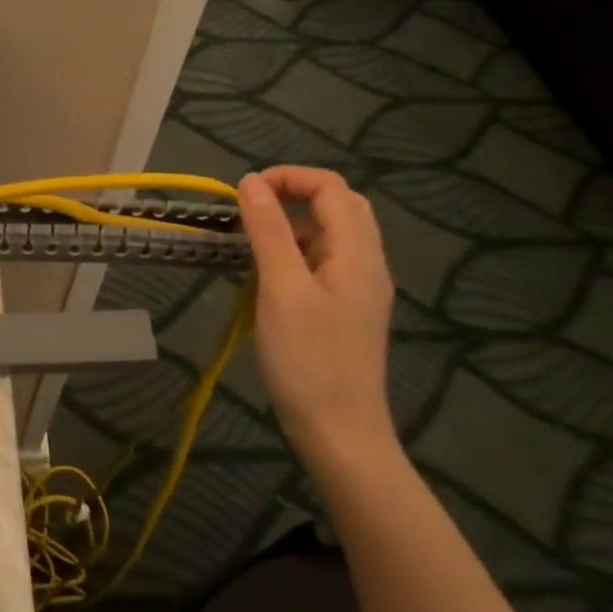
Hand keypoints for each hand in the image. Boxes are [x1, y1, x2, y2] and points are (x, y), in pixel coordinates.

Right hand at [237, 166, 396, 469]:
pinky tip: (270, 277)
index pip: (331, 188)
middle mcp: (367, 263)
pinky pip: (326, 261)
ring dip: (293, 224)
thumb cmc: (308, 359)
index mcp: (357, 253)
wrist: (340, 434)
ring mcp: (360, 289)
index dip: (289, 177)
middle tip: (251, 210)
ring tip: (253, 242)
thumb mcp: (281, 288)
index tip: (245, 192)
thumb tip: (252, 182)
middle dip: (294, 195)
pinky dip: (296, 252)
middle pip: (339, 206)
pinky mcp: (348, 310)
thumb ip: (268, 231)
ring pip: (332, 234)